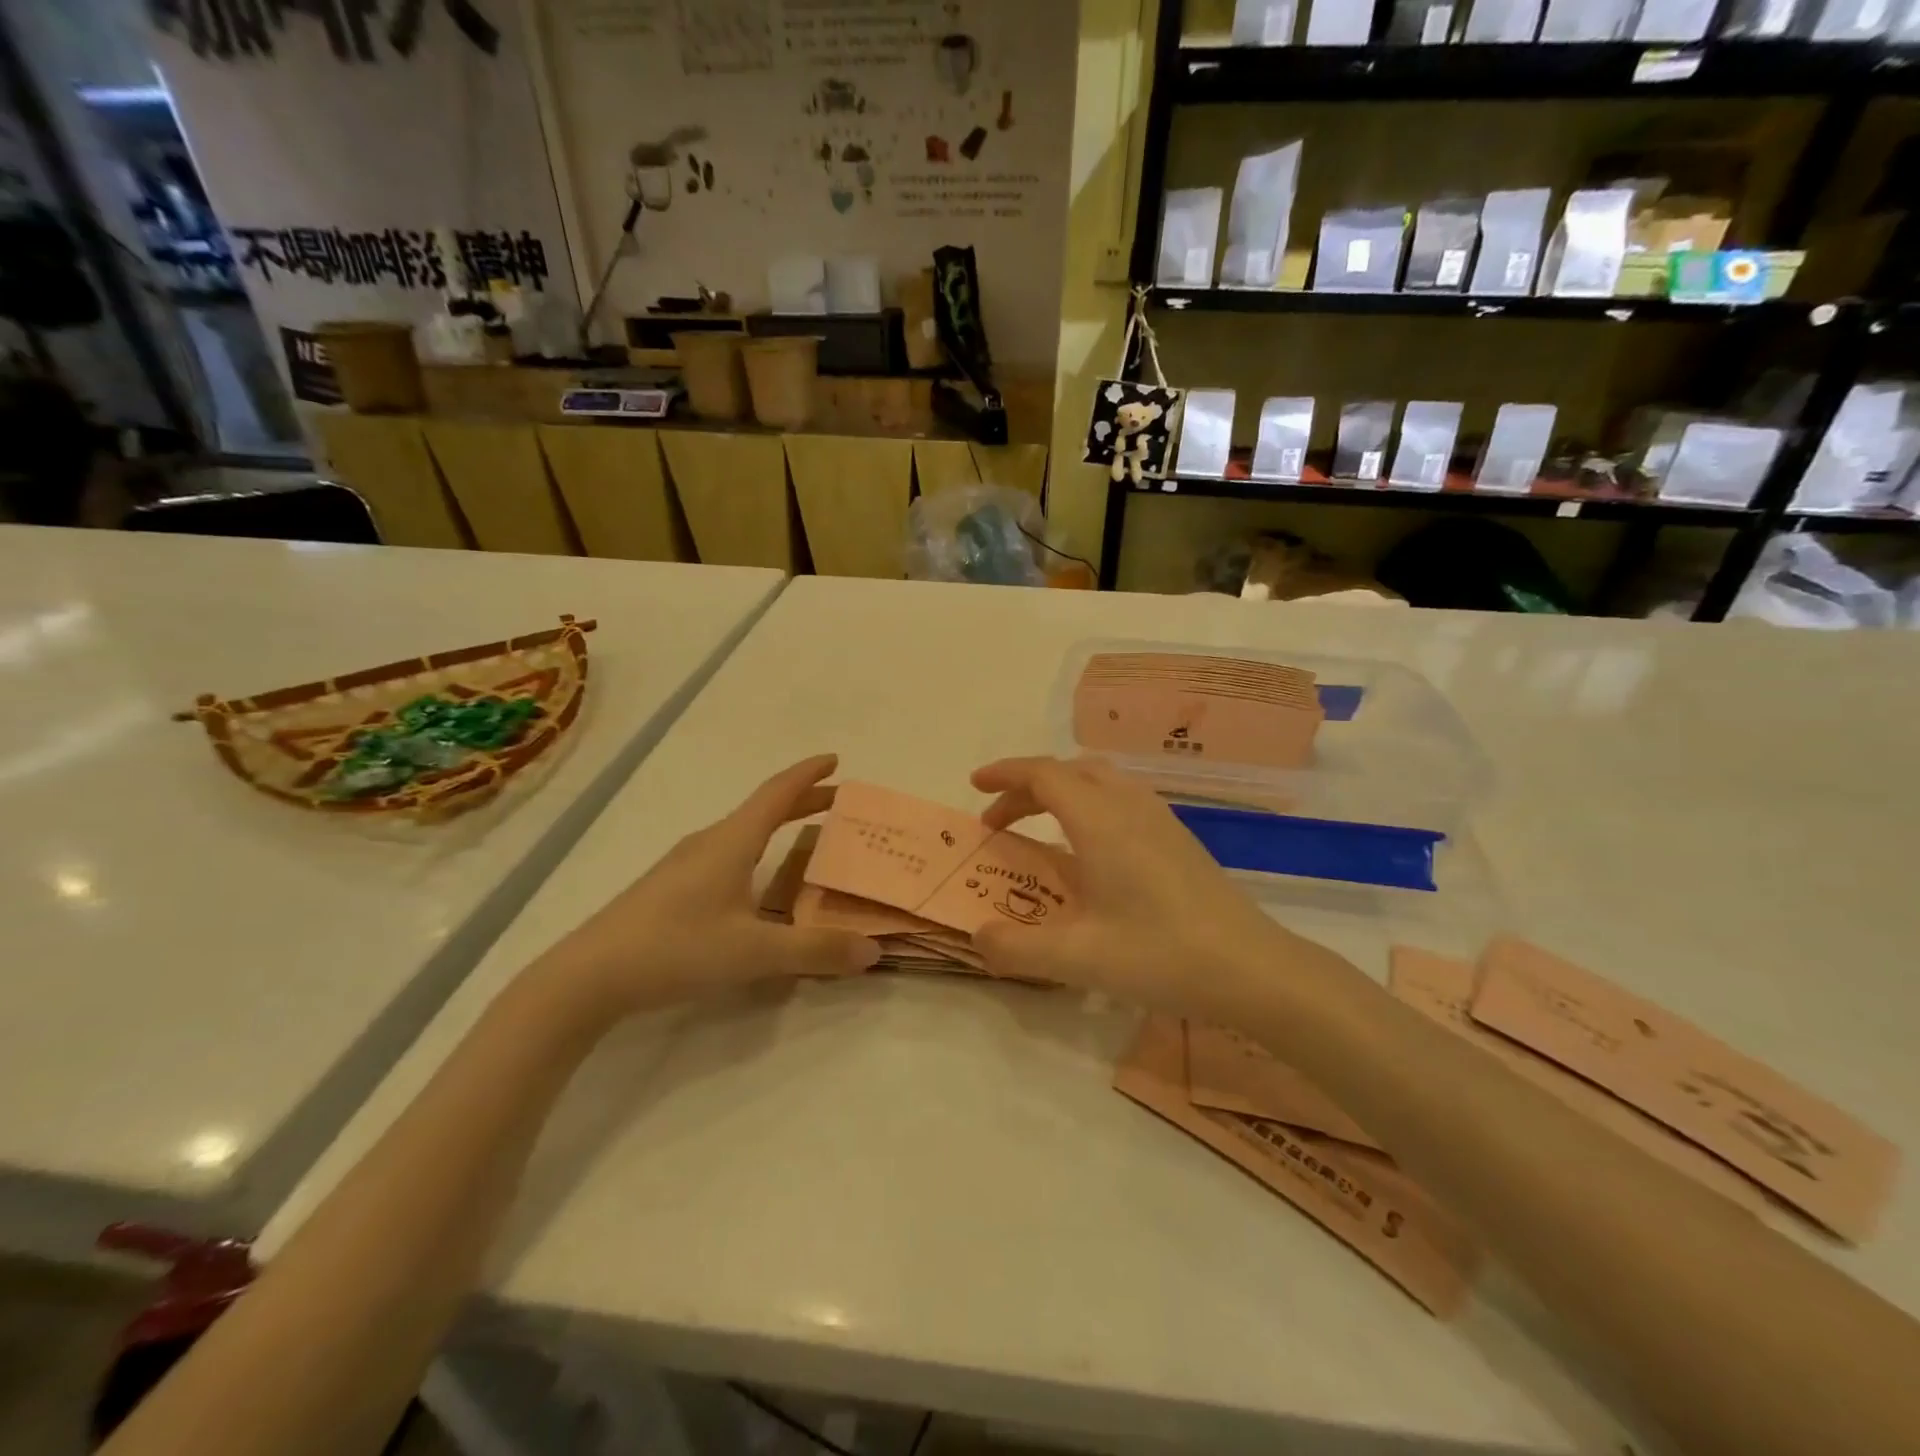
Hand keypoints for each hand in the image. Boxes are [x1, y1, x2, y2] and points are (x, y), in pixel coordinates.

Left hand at [534, 754, 878, 1025]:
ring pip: (743, 832)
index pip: (777, 793)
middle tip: (838, 803)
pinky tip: (757, 883)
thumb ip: (815, 950)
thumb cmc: (675, 948)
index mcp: (731, 842)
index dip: (808, 774)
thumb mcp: (753, 953)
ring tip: (806, 839)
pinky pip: (727, 853)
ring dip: (779, 826)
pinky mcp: (670, 888)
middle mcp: (709, 842)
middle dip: (803, 801)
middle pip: (763, 809)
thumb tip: (872, 950)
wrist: (587, 976)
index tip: (836, 760)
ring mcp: (684, 864)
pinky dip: (757, 851)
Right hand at [970, 756, 1350, 1020]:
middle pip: (1070, 771)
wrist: (1254, 969)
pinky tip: (1090, 851)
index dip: (1004, 774)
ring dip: (1061, 793)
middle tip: (999, 820)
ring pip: (1100, 781)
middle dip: (1027, 786)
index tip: (973, 785)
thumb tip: (979, 937)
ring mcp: (1160, 819)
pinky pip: (1121, 799)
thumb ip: (1017, 948)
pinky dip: (1089, 806)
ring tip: (1039, 828)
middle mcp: (1130, 807)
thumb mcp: (1079, 959)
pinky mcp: (1179, 838)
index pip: (1043, 775)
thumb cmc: (1162, 955)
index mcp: (1100, 821)